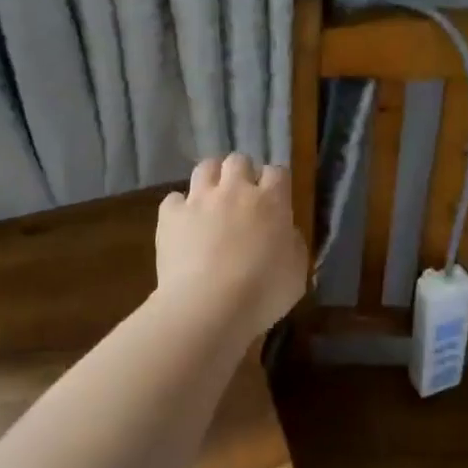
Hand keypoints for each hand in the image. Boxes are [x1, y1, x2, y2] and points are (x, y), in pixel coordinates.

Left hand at [156, 153, 307, 332]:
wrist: (208, 307)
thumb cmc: (262, 293)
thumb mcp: (297, 272)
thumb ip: (293, 244)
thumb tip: (285, 233)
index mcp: (271, 201)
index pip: (277, 172)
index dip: (275, 183)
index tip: (275, 200)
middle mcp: (235, 190)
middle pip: (239, 161)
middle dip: (242, 174)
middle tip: (242, 198)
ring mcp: (199, 199)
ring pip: (205, 167)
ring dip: (211, 179)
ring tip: (212, 201)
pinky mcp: (170, 215)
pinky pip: (174, 199)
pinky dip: (179, 208)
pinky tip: (183, 225)